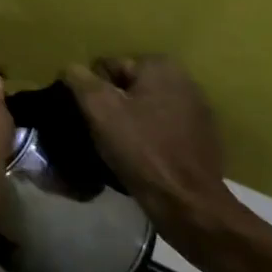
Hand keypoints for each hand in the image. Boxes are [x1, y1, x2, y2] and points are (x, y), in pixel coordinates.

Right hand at [63, 56, 238, 240]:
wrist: (187, 204)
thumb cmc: (141, 149)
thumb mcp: (98, 108)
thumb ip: (79, 79)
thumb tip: (70, 69)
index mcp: (160, 67)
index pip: (107, 67)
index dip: (91, 92)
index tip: (91, 118)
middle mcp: (184, 81)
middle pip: (125, 88)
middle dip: (111, 106)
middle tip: (100, 132)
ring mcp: (197, 112)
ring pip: (143, 109)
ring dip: (128, 123)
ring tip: (118, 148)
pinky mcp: (202, 139)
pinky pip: (160, 130)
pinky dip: (147, 139)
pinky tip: (140, 158)